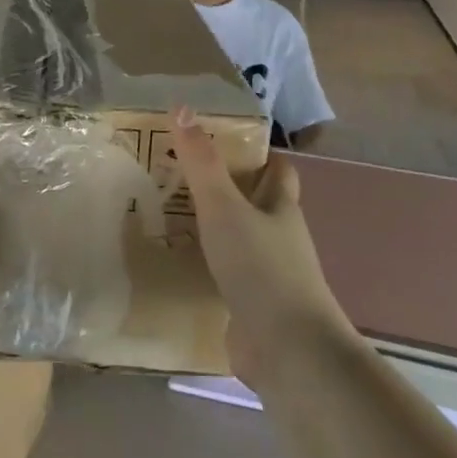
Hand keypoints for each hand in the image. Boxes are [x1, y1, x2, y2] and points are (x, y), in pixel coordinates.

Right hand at [171, 107, 355, 387]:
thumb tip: (183, 108)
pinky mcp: (252, 305)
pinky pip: (227, 275)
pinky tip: (178, 261)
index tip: (221, 142)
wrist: (286, 349)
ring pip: (240, 240)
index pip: (278, 171)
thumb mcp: (224, 207)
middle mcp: (279, 238)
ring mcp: (268, 275)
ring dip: (213, 228)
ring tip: (169, 212)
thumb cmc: (260, 268)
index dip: (257, 154)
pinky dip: (207, 264)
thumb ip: (201, 163)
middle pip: (258, 204)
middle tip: (182, 174)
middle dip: (227, 189)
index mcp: (281, 209)